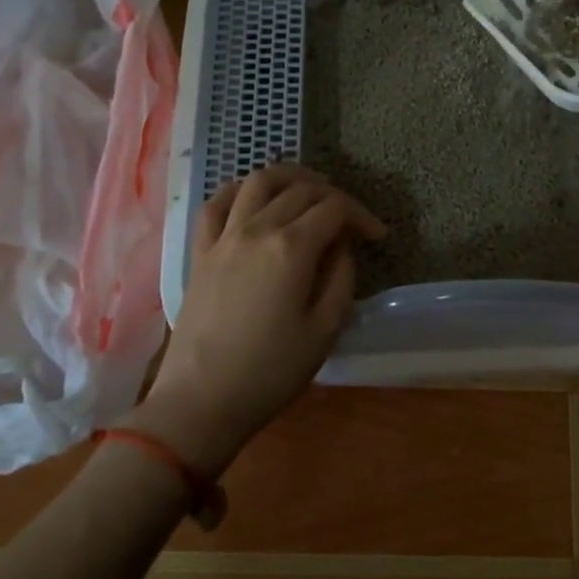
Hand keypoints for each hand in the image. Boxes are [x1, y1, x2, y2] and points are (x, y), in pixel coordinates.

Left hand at [134, 164, 384, 473]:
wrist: (201, 401)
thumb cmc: (271, 371)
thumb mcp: (325, 329)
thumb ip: (341, 277)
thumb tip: (342, 245)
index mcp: (292, 248)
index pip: (335, 208)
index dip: (361, 215)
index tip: (377, 235)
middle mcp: (257, 229)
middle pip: (301, 189)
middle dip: (333, 195)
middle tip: (349, 219)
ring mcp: (224, 237)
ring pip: (259, 181)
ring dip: (289, 177)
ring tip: (308, 189)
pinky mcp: (200, 251)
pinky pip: (217, 203)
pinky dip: (240, 189)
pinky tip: (254, 198)